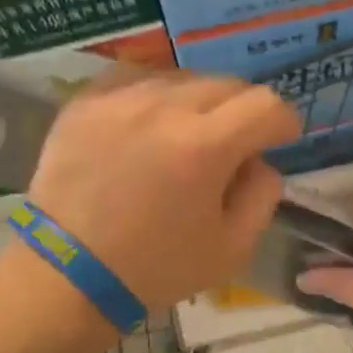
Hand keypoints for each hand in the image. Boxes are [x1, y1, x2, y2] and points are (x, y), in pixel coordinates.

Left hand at [27, 73, 301, 308]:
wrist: (69, 274)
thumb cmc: (156, 268)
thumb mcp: (232, 249)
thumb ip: (263, 195)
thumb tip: (260, 161)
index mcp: (205, 146)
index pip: (266, 104)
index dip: (283, 122)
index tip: (280, 140)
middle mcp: (164, 108)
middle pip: (227, 84)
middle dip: (243, 111)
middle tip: (235, 143)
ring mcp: (119, 99)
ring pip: (182, 77)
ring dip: (199, 102)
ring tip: (187, 134)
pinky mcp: (84, 102)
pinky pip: (135, 78)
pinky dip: (154, 94)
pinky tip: (148, 122)